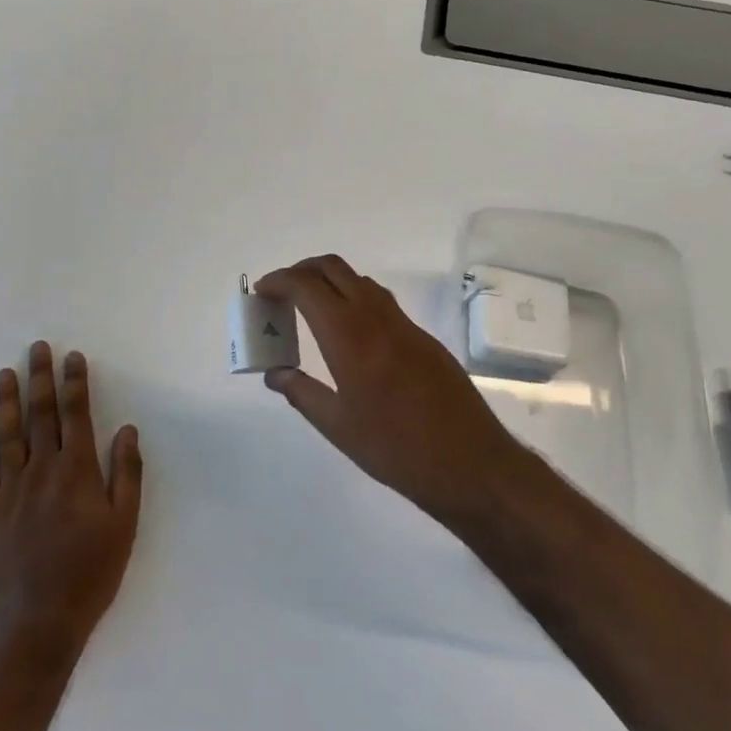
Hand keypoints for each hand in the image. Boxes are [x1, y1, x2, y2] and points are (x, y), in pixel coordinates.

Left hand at [0, 342, 143, 658]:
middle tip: (37, 348)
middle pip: (40, 415)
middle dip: (40, 378)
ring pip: (7, 435)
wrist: (38, 622)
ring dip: (7, 401)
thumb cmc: (91, 572)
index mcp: (77, 471)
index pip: (75, 414)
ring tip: (5, 373)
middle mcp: (41, 471)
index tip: (73, 356)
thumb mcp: (125, 524)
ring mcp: (10, 490)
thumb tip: (127, 429)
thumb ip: (126, 473)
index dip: (74, 382)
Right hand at [256, 255, 529, 524]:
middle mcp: (375, 316)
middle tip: (281, 293)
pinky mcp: (422, 336)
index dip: (278, 281)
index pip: (306, 286)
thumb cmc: (395, 449)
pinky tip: (348, 331)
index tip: (260, 292)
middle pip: (333, 268)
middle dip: (302, 270)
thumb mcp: (337, 427)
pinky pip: (380, 300)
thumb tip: (274, 372)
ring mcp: (403, 323)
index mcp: (348, 335)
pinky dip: (354, 298)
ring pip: (359, 280)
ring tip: (310, 310)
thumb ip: (301, 392)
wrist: (469, 462)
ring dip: (329, 281)